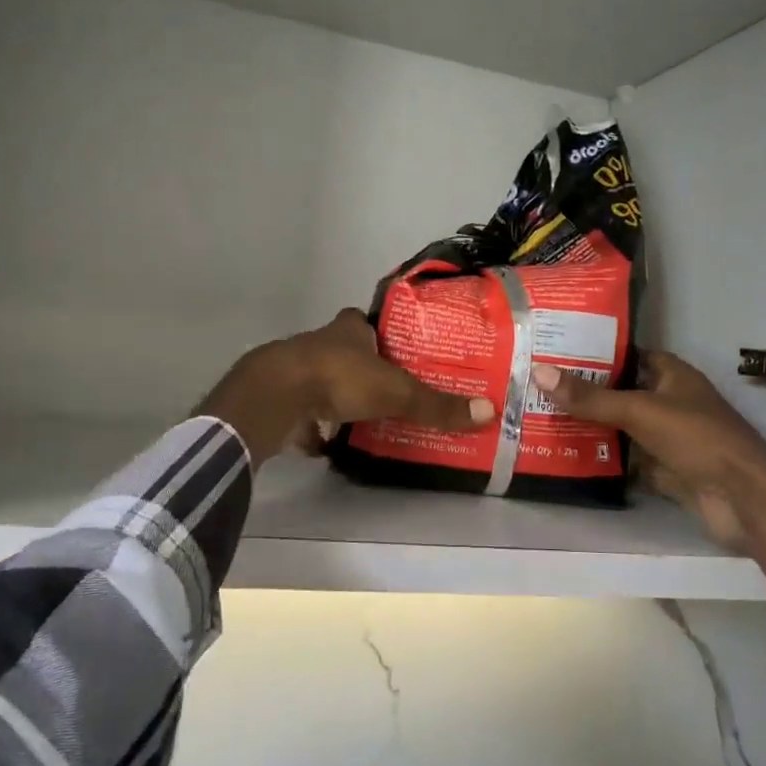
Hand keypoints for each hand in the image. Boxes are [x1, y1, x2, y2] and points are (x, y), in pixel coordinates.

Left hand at [201, 310, 494, 467]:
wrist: (275, 396)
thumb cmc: (339, 378)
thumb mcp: (396, 392)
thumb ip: (437, 405)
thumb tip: (489, 412)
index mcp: (348, 330)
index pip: (365, 322)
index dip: (378, 333)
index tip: (397, 350)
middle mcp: (320, 343)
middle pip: (345, 351)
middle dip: (363, 368)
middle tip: (389, 390)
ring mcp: (296, 371)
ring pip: (323, 380)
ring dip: (339, 396)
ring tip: (366, 418)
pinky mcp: (279, 399)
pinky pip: (303, 411)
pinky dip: (315, 425)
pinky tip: (329, 442)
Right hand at [532, 351, 765, 605]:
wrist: (744, 499)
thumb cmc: (697, 438)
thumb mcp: (640, 411)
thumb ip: (591, 398)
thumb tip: (540, 372)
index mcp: (672, 375)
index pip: (630, 355)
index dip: (599, 352)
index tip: (558, 351)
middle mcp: (670, 402)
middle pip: (622, 393)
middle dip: (587, 392)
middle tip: (539, 386)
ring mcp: (668, 438)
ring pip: (623, 428)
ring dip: (592, 427)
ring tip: (544, 418)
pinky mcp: (666, 471)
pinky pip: (628, 460)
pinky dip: (605, 459)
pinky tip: (568, 455)